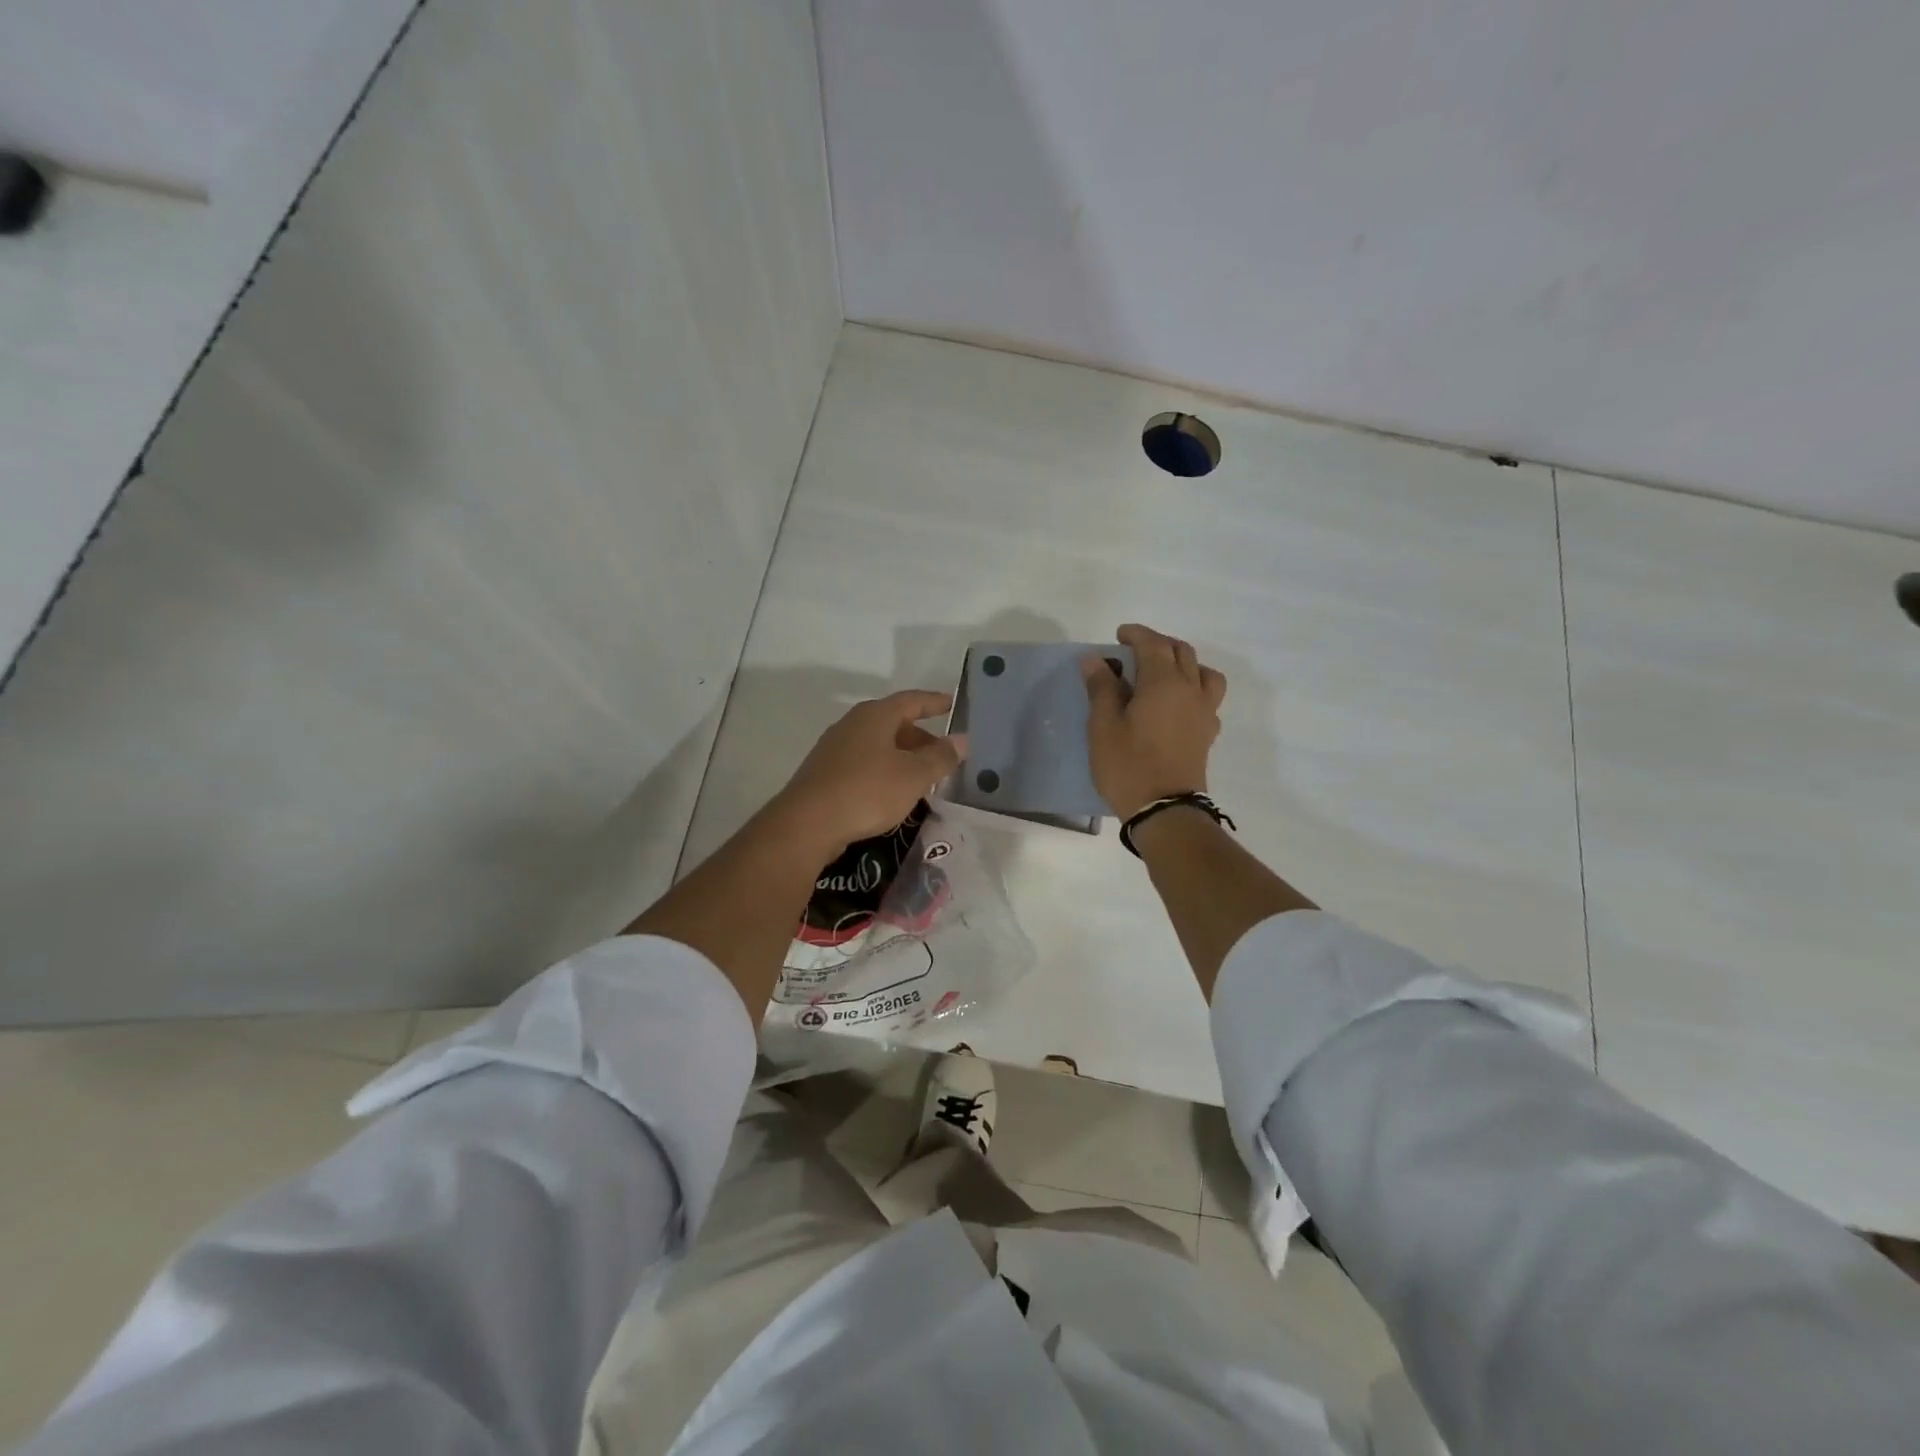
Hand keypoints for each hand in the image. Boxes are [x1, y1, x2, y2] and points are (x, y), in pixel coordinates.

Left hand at [774, 690, 963, 856]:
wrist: (807, 824)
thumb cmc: (867, 791)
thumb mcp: (914, 776)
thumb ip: (940, 757)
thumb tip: (962, 740)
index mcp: (875, 715)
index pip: (912, 700)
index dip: (935, 702)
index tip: (953, 703)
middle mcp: (853, 724)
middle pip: (894, 723)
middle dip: (921, 738)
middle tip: (943, 755)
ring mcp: (834, 748)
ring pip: (878, 745)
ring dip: (903, 757)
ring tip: (923, 778)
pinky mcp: (824, 773)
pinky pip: (864, 764)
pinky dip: (884, 771)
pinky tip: (892, 794)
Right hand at [1083, 623, 1227, 819]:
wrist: (1165, 810)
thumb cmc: (1128, 765)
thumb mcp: (1104, 726)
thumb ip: (1101, 688)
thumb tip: (1095, 659)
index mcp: (1163, 682)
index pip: (1153, 644)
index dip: (1136, 634)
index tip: (1119, 634)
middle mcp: (1190, 690)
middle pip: (1181, 652)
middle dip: (1158, 644)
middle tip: (1135, 650)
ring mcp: (1204, 712)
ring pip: (1204, 672)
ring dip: (1184, 663)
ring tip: (1164, 673)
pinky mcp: (1207, 733)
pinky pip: (1208, 698)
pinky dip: (1194, 689)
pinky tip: (1177, 704)